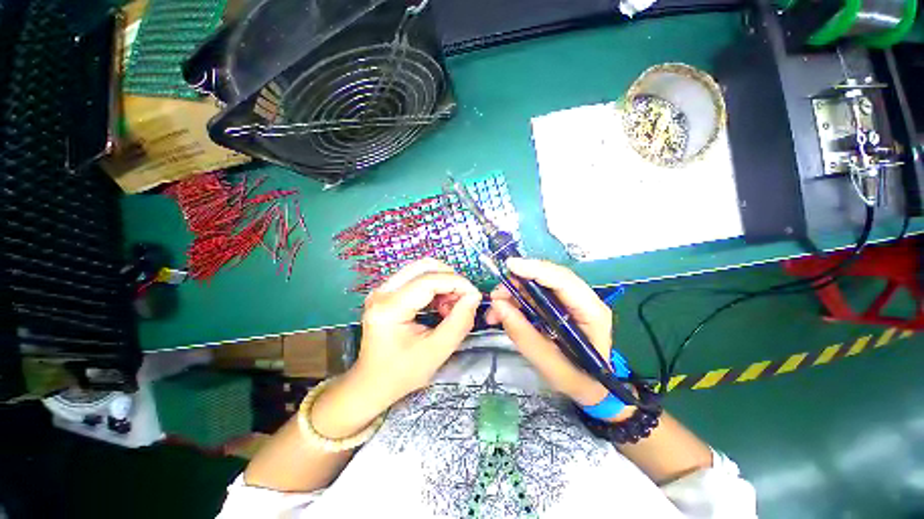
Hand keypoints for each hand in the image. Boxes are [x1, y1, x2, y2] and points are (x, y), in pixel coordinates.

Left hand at [312, 259, 480, 438]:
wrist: (371, 383)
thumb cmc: (402, 373)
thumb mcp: (437, 352)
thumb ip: (459, 322)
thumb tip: (474, 296)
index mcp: (390, 308)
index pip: (429, 281)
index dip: (457, 283)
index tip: (475, 296)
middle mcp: (382, 292)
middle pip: (424, 266)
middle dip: (450, 279)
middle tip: (463, 300)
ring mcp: (382, 290)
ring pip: (421, 269)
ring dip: (443, 282)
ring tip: (450, 306)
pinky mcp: (387, 292)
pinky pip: (416, 278)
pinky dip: (434, 286)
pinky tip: (440, 305)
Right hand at [486, 258, 621, 410]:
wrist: (591, 389)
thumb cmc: (578, 380)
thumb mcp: (549, 364)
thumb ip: (523, 334)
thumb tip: (498, 305)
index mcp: (590, 311)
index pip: (563, 280)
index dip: (536, 270)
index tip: (510, 266)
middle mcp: (582, 299)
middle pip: (548, 278)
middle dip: (518, 282)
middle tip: (496, 296)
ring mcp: (570, 301)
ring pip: (538, 285)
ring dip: (514, 293)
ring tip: (494, 311)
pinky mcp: (558, 306)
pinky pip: (534, 295)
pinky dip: (516, 301)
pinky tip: (503, 313)